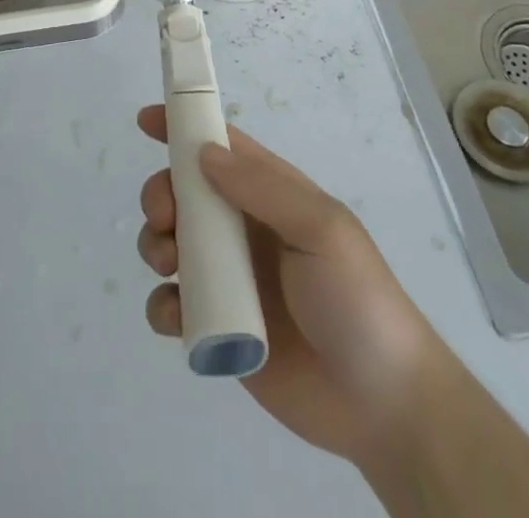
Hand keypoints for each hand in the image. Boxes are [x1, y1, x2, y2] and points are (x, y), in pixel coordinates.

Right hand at [134, 105, 438, 468]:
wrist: (383, 406)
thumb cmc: (357, 300)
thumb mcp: (321, 230)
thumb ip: (264, 188)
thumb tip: (204, 153)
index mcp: (271, 195)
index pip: (220, 146)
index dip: (182, 127)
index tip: (145, 121)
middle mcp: (244, 229)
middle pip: (183, 193)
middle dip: (160, 195)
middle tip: (164, 219)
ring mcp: (230, 279)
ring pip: (170, 244)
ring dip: (154, 244)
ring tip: (167, 265)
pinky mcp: (218, 328)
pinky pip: (173, 305)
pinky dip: (162, 304)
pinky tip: (176, 314)